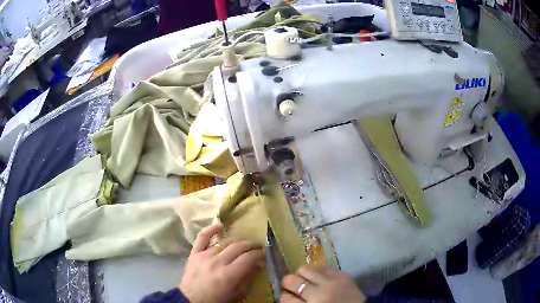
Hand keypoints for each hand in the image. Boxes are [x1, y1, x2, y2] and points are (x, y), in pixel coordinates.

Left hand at [178, 224, 264, 302]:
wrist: (191, 299)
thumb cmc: (216, 299)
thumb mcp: (236, 293)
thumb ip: (247, 278)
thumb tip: (258, 264)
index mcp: (228, 275)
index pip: (248, 258)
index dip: (258, 254)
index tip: (263, 253)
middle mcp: (217, 262)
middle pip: (238, 247)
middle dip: (251, 245)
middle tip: (257, 246)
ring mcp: (204, 255)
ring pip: (225, 241)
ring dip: (237, 239)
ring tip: (244, 241)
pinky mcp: (194, 252)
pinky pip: (202, 237)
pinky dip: (211, 229)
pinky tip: (221, 226)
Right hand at [280, 265, 365, 302]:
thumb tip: (286, 295)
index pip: (286, 298)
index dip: (284, 296)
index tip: (287, 296)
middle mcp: (318, 293)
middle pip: (292, 280)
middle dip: (288, 282)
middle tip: (291, 285)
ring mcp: (331, 282)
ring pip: (305, 269)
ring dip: (302, 275)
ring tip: (306, 280)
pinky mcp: (342, 274)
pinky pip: (323, 267)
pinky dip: (318, 272)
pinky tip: (320, 278)